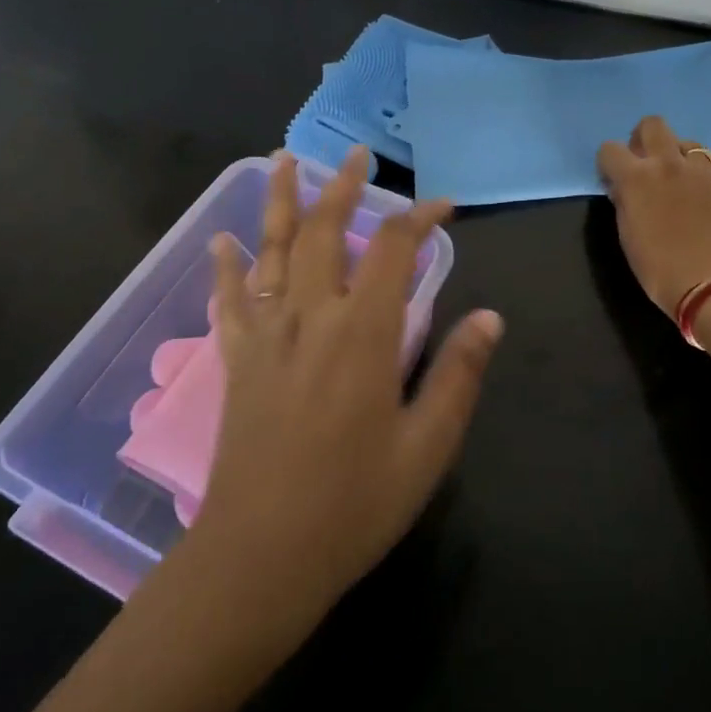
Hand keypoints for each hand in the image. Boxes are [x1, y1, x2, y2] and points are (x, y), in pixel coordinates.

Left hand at [188, 150, 502, 618]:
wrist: (260, 557)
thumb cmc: (353, 505)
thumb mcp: (427, 447)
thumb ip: (459, 375)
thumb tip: (490, 317)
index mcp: (363, 332)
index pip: (394, 249)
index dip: (420, 218)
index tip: (444, 207)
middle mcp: (311, 316)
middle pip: (325, 231)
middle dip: (344, 186)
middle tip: (358, 154)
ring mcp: (266, 334)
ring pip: (272, 250)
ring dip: (279, 201)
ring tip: (281, 160)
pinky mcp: (236, 359)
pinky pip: (228, 299)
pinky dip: (225, 266)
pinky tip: (220, 239)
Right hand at [597, 116, 710, 317]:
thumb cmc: (659, 269)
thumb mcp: (627, 236)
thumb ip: (624, 203)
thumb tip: (623, 188)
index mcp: (636, 178)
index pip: (610, 149)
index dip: (609, 163)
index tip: (614, 179)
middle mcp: (669, 164)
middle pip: (652, 125)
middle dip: (644, 139)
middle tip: (646, 165)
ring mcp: (703, 171)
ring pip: (687, 143)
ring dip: (678, 157)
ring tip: (680, 184)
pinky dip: (703, 182)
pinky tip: (706, 207)